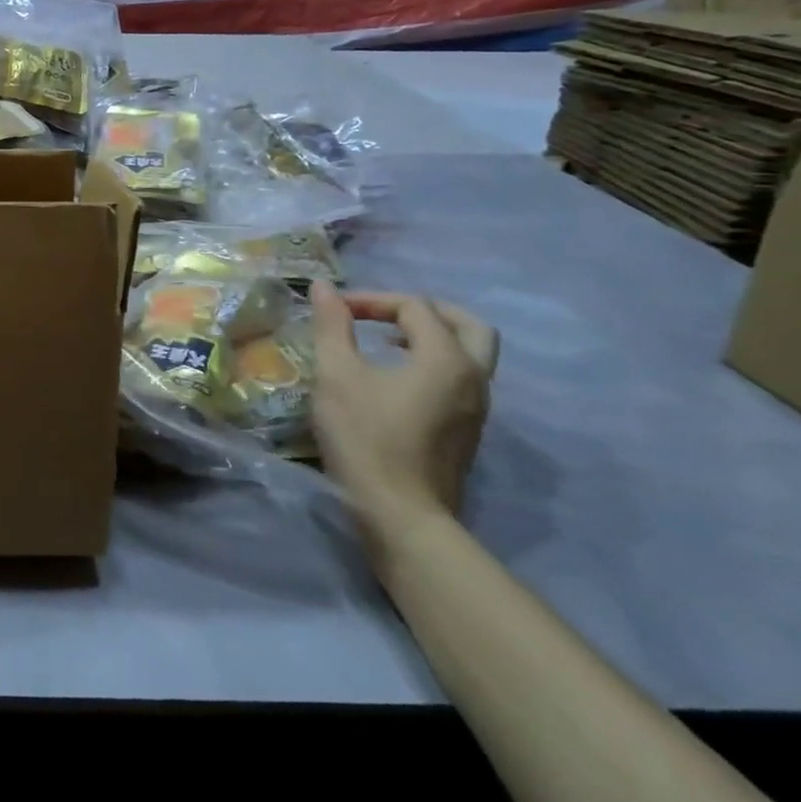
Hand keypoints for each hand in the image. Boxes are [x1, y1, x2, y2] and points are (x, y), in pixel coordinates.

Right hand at [308, 283, 499, 553]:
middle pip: (467, 324)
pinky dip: (434, 363)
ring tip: (387, 341)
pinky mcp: (467, 431)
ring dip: (432, 337)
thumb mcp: (337, 375)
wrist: (400, 514)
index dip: (373, 300)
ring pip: (470, 354)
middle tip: (384, 313)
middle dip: (424, 310)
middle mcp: (474, 378)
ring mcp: (477, 408)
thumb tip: (323, 287)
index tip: (334, 310)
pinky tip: (396, 377)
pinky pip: (461, 379)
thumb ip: (332, 326)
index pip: (416, 307)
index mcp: (446, 358)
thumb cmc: (365, 438)